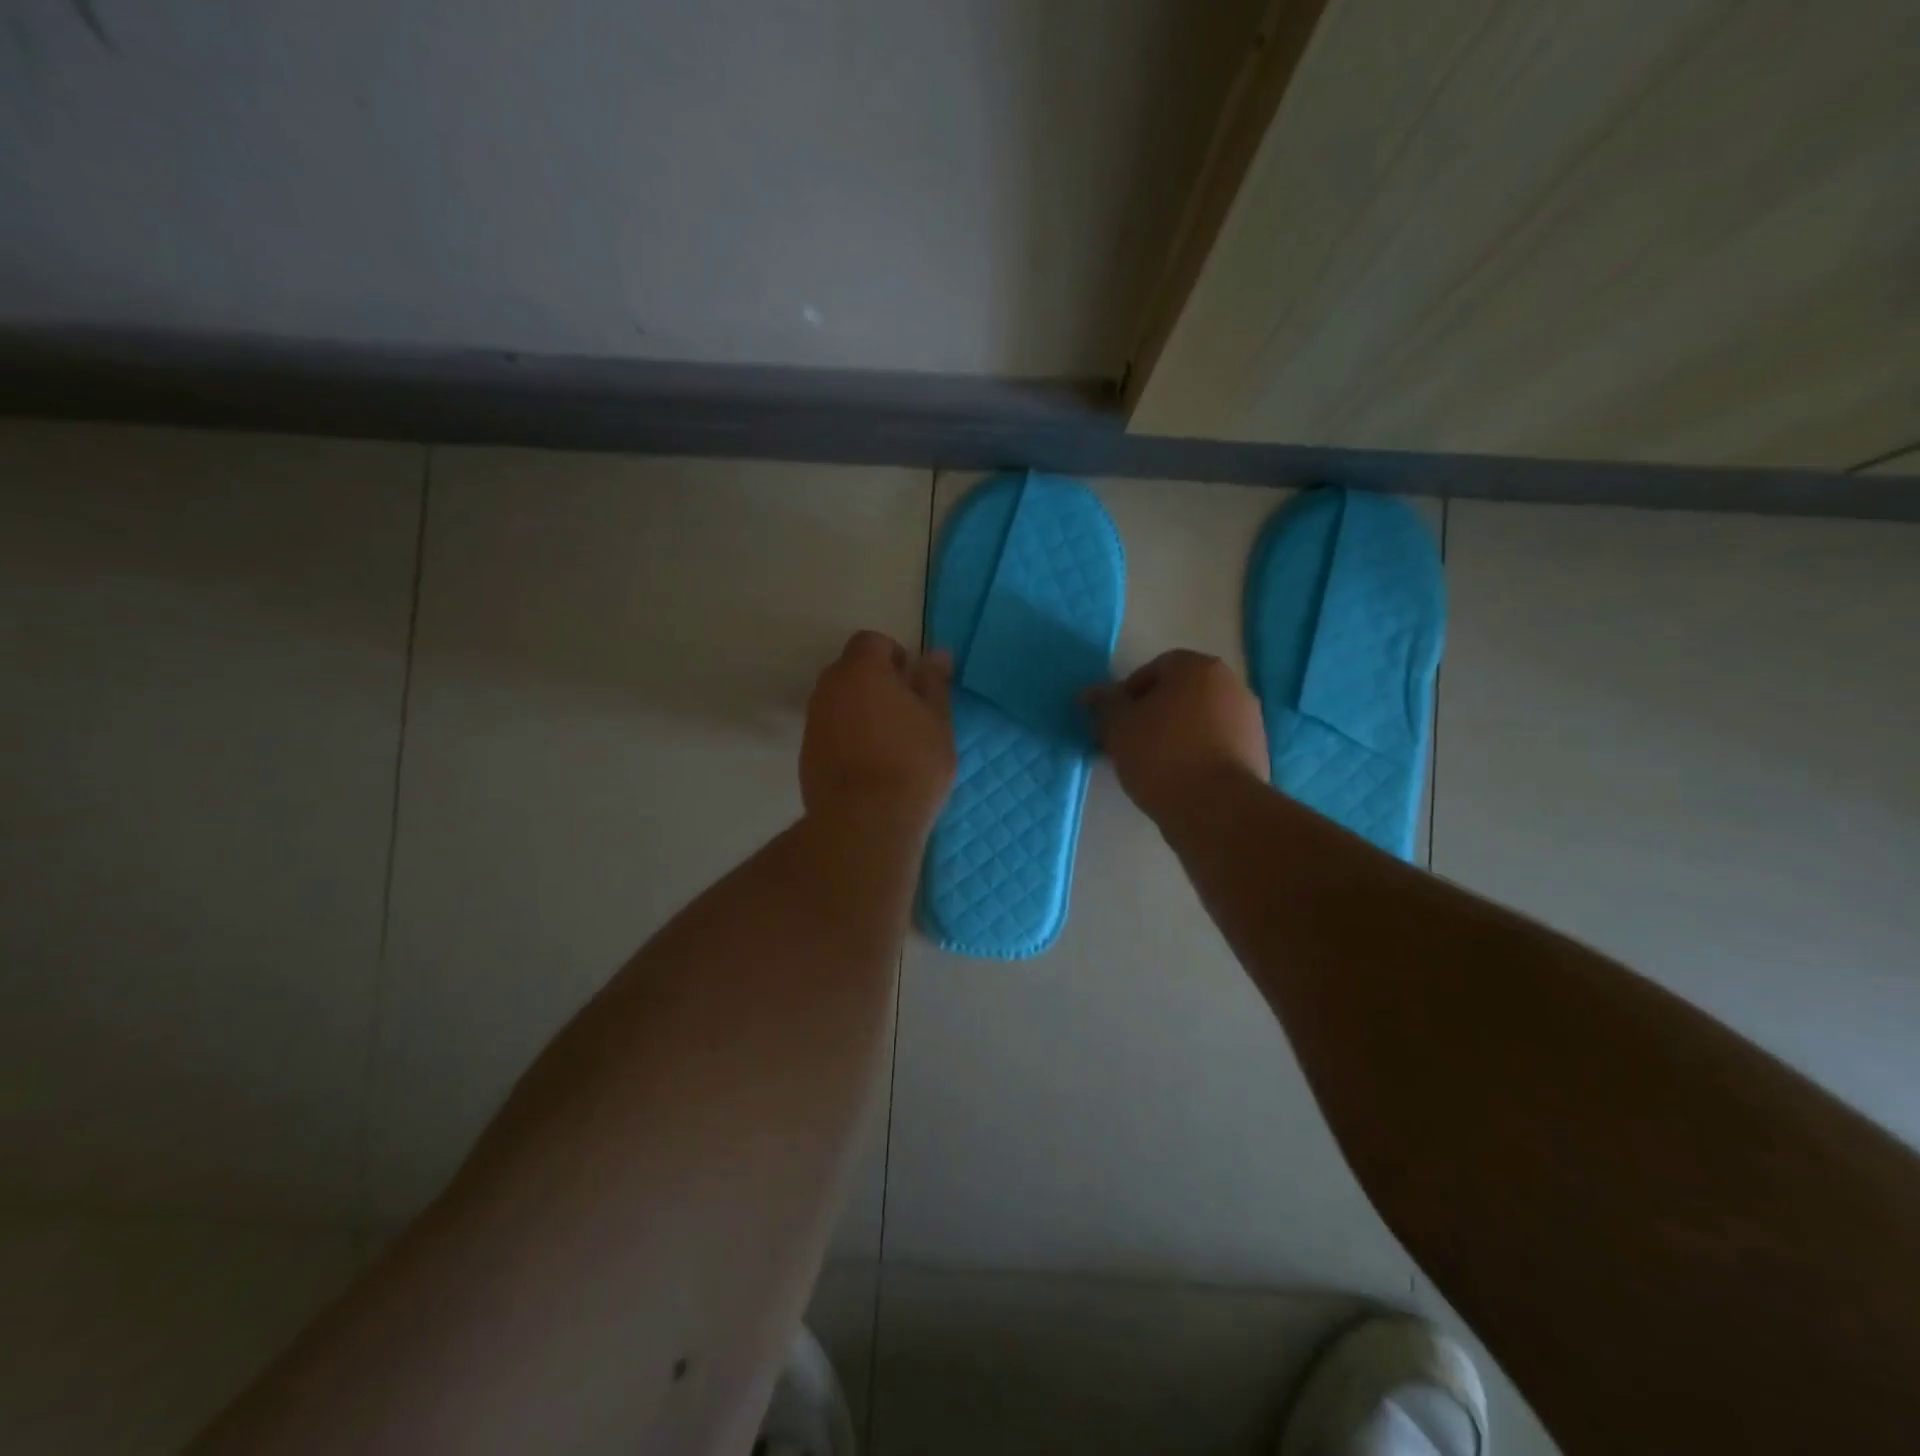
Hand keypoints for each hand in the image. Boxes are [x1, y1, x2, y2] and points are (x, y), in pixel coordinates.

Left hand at [801, 631, 956, 833]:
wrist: (864, 821)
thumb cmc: (911, 764)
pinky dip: (847, 737)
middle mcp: (829, 688)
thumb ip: (933, 683)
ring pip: (839, 702)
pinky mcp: (806, 753)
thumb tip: (936, 654)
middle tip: (906, 714)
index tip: (913, 685)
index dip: (894, 656)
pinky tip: (870, 766)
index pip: (871, 642)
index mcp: (861, 670)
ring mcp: (813, 722)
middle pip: (851, 670)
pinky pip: (830, 730)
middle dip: (876, 683)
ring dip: (861, 711)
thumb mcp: (937, 721)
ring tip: (890, 744)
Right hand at [1084, 650, 1267, 823]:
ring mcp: (1249, 719)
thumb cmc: (1161, 755)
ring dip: (1176, 734)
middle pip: (1181, 693)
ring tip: (1152, 765)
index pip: (1155, 668)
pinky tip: (1178, 779)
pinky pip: (1216, 745)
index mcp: (1198, 668)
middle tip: (1130, 742)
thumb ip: (1104, 705)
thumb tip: (1090, 693)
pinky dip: (1197, 755)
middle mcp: (1231, 684)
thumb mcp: (1118, 728)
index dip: (1129, 693)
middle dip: (1154, 713)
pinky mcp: (1257, 753)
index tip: (1116, 721)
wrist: (1216, 808)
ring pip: (1200, 720)